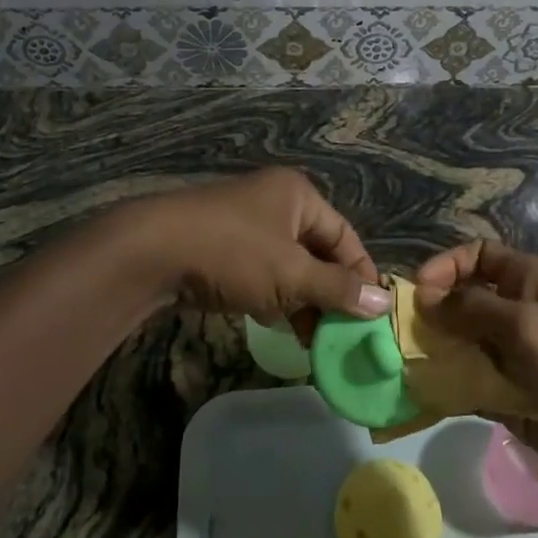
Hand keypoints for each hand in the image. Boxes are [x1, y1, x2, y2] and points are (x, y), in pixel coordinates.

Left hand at [136, 169, 389, 341]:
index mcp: (298, 196)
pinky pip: (264, 274)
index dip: (360, 273)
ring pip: (290, 267)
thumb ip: (337, 288)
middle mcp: (276, 203)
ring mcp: (247, 225)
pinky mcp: (225, 248)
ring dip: (304, 301)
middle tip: (344, 333)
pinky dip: (276, 299)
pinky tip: (283, 329)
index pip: (344, 235)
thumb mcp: (291, 274)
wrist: (152, 252)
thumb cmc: (233, 253)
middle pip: (317, 251)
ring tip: (317, 341)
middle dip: (330, 293)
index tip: (373, 313)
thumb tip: (384, 301)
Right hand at [415, 241, 537, 500]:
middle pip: (468, 302)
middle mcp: (524, 313)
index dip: (446, 267)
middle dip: (434, 315)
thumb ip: (471, 309)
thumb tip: (426, 296)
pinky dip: (454, 390)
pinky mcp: (519, 400)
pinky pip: (477, 387)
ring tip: (408, 369)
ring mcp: (521, 358)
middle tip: (402, 337)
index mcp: (532, 281)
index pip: (479, 256)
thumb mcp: (526, 324)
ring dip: (440, 354)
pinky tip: (428, 398)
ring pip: (468, 347)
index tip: (418, 293)